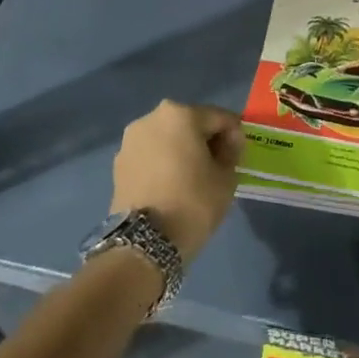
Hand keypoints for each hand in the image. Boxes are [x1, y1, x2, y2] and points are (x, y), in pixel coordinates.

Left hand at [111, 100, 243, 261]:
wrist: (144, 243)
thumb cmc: (193, 203)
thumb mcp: (226, 177)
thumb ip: (231, 151)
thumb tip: (228, 142)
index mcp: (180, 114)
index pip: (219, 117)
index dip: (234, 135)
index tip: (239, 156)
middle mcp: (151, 118)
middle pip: (190, 123)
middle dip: (205, 140)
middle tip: (217, 166)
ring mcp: (130, 140)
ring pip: (167, 138)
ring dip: (182, 150)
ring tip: (192, 177)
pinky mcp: (119, 163)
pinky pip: (150, 154)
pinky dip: (163, 162)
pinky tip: (171, 185)